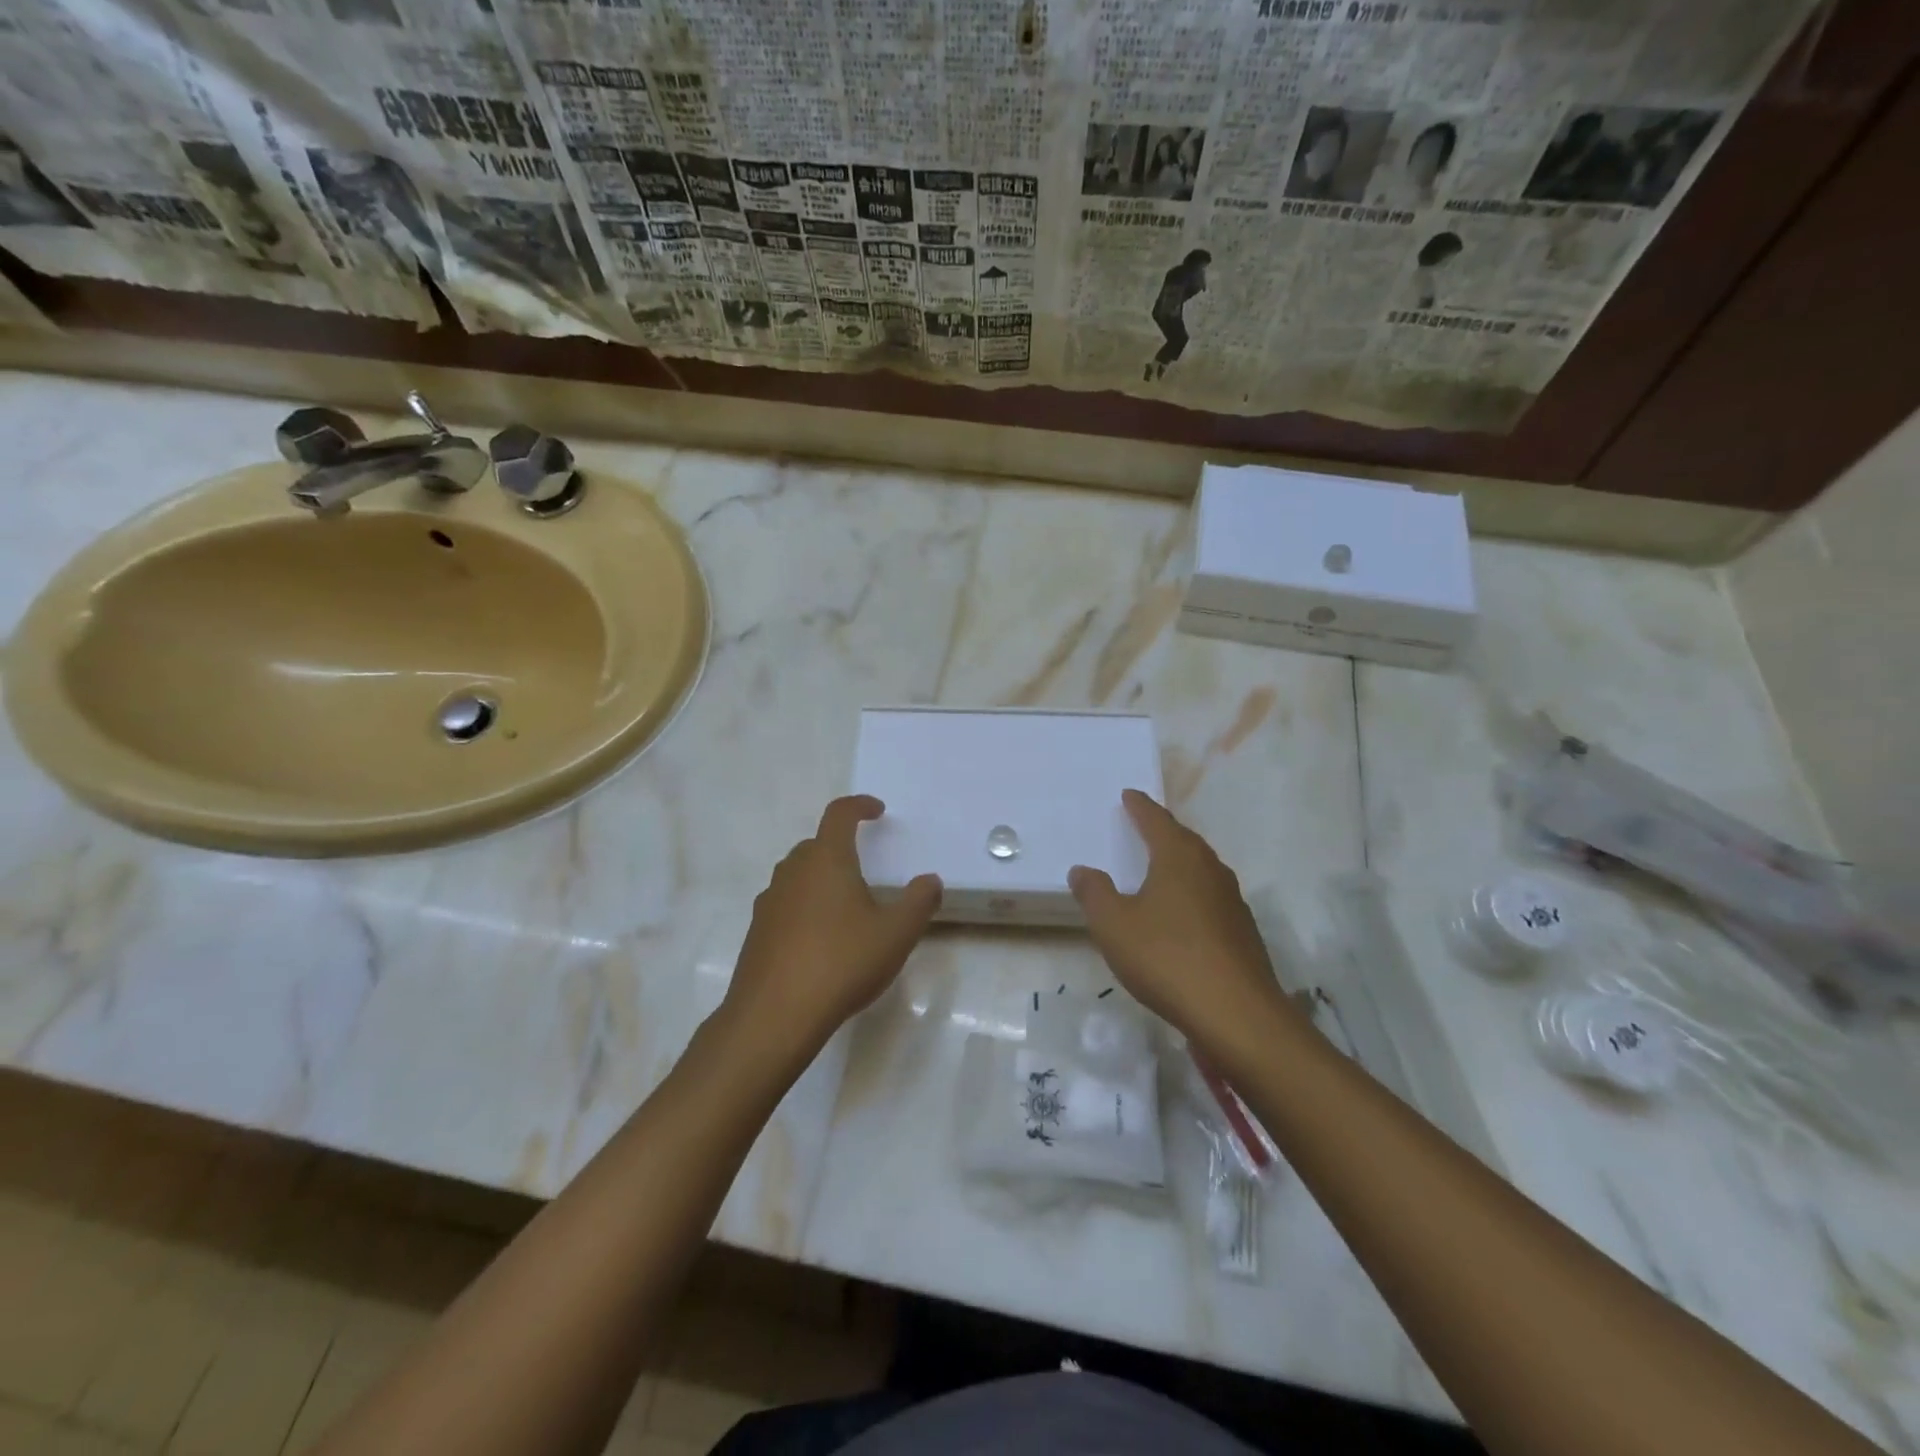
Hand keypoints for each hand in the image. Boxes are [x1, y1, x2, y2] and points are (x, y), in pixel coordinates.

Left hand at [724, 796, 941, 1053]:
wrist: (774, 1016)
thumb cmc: (841, 962)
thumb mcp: (896, 934)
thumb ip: (919, 902)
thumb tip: (930, 880)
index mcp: (826, 859)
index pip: (839, 814)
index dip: (859, 806)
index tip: (877, 811)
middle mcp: (793, 872)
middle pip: (816, 845)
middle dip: (841, 847)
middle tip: (865, 868)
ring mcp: (769, 902)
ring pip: (797, 875)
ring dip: (820, 879)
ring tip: (845, 907)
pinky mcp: (757, 932)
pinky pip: (785, 905)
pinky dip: (804, 908)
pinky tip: (820, 940)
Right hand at [1069, 790, 1284, 1048]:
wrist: (1236, 1014)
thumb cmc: (1166, 958)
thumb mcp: (1114, 925)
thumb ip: (1094, 893)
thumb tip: (1082, 869)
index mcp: (1179, 858)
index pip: (1156, 820)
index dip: (1140, 807)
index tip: (1129, 795)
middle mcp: (1210, 870)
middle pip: (1184, 841)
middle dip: (1162, 832)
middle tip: (1143, 826)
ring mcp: (1232, 902)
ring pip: (1201, 870)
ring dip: (1179, 864)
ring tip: (1160, 867)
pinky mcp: (1242, 933)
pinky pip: (1210, 899)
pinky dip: (1191, 895)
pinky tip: (1181, 915)